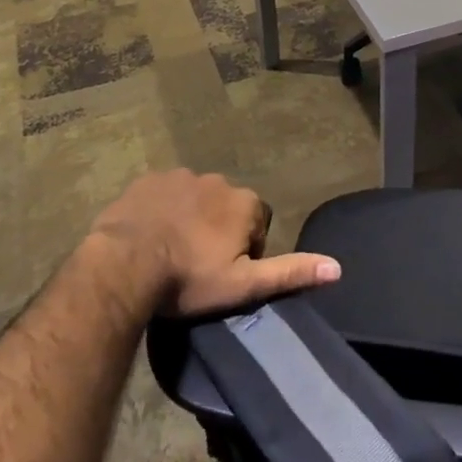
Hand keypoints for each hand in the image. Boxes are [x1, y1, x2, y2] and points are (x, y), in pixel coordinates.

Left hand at [89, 168, 340, 316]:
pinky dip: (161, 210)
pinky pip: (163, 193)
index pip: (256, 224)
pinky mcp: (148, 179)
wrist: (123, 266)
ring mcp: (181, 176)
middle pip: (226, 208)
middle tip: (195, 266)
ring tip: (169, 253)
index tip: (222, 274)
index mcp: (245, 202)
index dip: (243, 251)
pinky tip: (148, 236)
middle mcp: (219, 180)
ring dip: (189, 219)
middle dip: (216, 231)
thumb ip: (290, 272)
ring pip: (195, 199)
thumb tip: (338, 267)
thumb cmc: (189, 279)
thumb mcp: (243, 285)